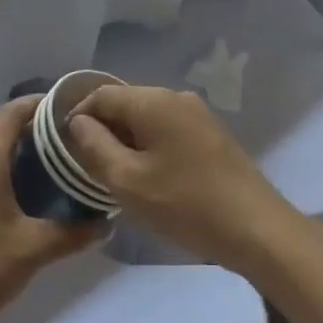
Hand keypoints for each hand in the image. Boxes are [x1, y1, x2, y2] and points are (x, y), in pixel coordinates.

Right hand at [66, 85, 304, 275]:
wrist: (256, 228)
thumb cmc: (186, 204)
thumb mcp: (128, 181)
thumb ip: (96, 147)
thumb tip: (79, 122)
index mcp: (153, 101)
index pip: (102, 95)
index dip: (79, 116)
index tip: (65, 147)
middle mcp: (176, 97)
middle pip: (126, 103)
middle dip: (104, 128)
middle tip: (88, 165)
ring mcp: (198, 114)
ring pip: (148, 117)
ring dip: (128, 139)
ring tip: (116, 174)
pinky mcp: (212, 134)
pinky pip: (169, 129)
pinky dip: (151, 145)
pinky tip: (151, 176)